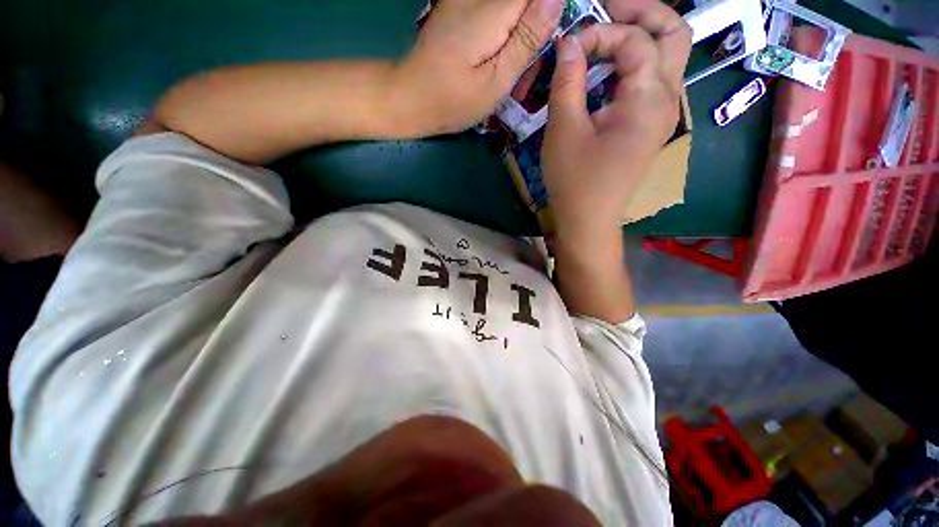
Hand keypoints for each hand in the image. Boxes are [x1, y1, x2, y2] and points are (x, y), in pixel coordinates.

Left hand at [393, 0, 563, 134]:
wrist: (411, 97)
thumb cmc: (454, 100)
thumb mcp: (496, 80)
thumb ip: (526, 39)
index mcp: (492, 10)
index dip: (548, 17)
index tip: (544, 49)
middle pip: (526, 3)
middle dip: (535, 35)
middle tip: (525, 77)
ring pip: (512, 10)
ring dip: (520, 40)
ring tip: (511, 77)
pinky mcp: (459, 8)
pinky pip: (495, 14)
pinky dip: (504, 38)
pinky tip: (498, 63)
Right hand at [541, 0, 689, 240]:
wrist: (588, 219)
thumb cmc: (574, 180)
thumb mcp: (564, 130)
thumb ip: (567, 81)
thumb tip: (568, 43)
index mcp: (648, 100)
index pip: (636, 40)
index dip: (600, 33)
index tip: (568, 48)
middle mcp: (667, 99)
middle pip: (674, 34)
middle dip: (641, 13)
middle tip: (606, 9)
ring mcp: (663, 113)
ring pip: (668, 55)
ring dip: (640, 36)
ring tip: (604, 36)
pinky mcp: (651, 125)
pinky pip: (653, 80)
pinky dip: (633, 64)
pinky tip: (607, 71)